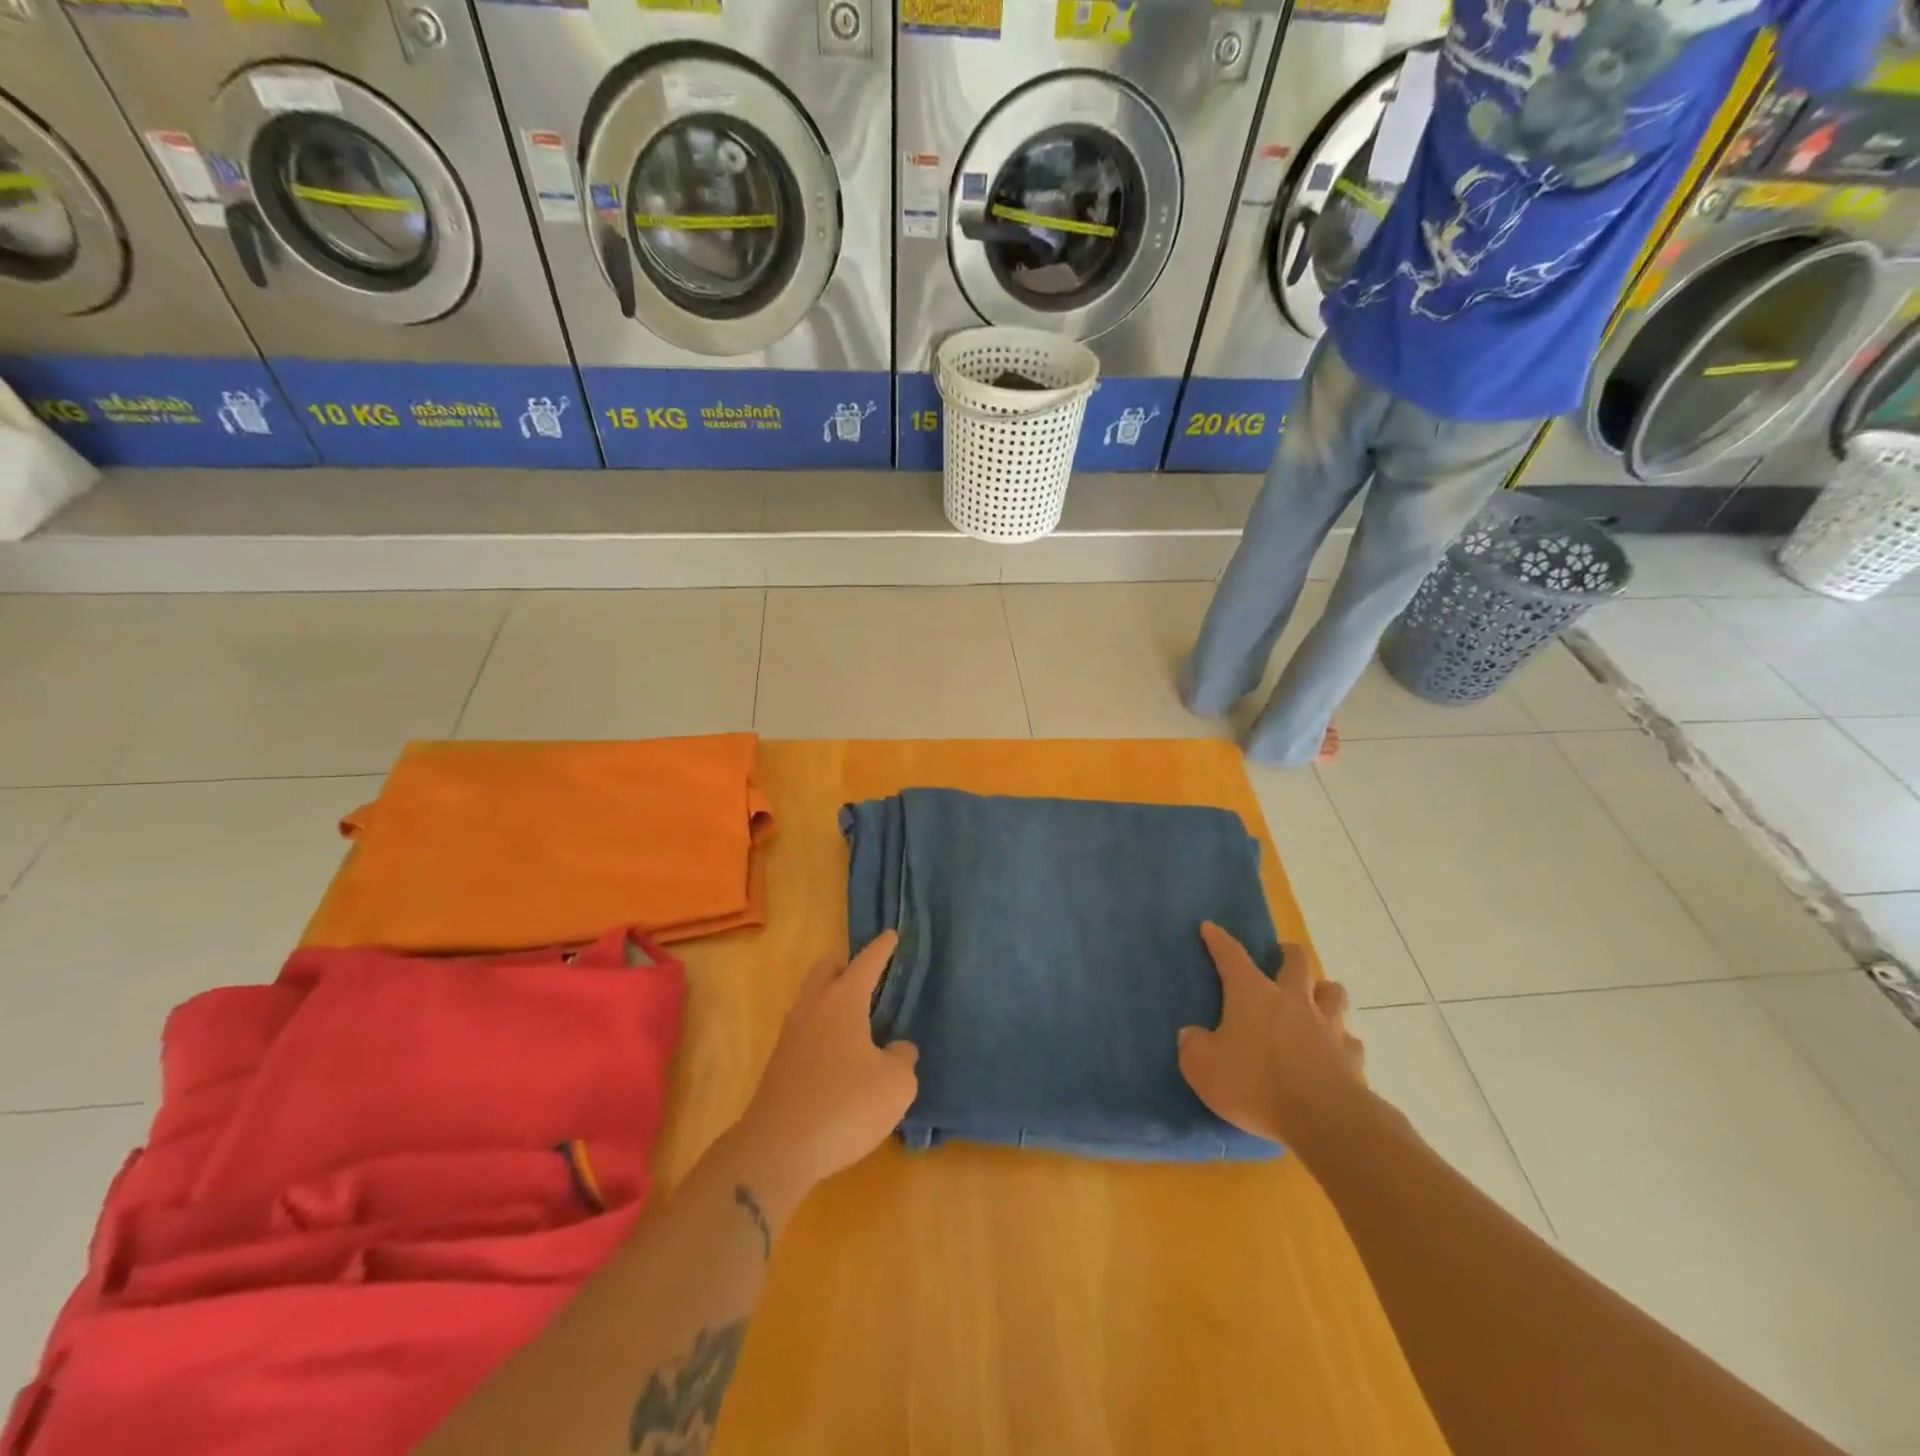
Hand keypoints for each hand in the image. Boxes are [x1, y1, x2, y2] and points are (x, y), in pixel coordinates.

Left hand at [737, 931, 919, 1192]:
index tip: (891, 935)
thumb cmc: (844, 1106)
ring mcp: (790, 1036)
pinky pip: (805, 1030)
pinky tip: (839, 1051)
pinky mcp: (779, 1065)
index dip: (882, 949)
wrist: (777, 1150)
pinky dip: (823, 1028)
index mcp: (842, 1001)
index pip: (866, 963)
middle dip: (845, 964)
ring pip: (811, 999)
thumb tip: (896, 1049)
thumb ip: (903, 1058)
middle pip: (826, 970)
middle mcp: (813, 1008)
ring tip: (855, 1012)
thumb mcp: (895, 1085)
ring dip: (831, 996)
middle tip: (867, 972)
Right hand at [1177, 923, 1365, 1147]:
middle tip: (1281, 957)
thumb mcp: (1203, 1068)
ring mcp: (1327, 1026)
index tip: (1210, 927)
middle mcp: (1292, 1000)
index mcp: (1252, 994)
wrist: (1323, 1119)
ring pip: (1333, 993)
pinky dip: (1341, 1041)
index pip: (1232, 956)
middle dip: (1288, 953)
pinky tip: (1334, 1051)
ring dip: (1323, 991)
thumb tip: (1191, 1035)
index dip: (1219, 940)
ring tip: (1315, 999)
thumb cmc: (1256, 1084)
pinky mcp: (1351, 1057)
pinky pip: (1349, 1041)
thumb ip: (1193, 1047)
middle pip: (1297, 961)